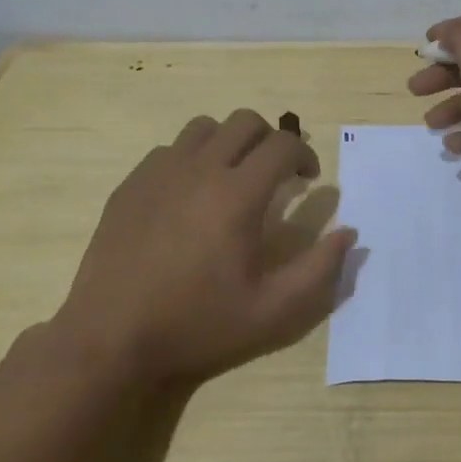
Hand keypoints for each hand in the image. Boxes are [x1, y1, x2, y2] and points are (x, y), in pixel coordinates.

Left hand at [54, 111, 355, 387]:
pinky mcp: (130, 185)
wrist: (111, 340)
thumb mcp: (273, 312)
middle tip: (276, 173)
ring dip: (229, 143)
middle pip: (245, 121)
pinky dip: (191, 159)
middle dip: (270, 139)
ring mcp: (159, 173)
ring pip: (204, 128)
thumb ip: (319, 270)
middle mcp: (199, 170)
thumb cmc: (198, 326)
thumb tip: (349, 233)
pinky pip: (168, 150)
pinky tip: (189, 196)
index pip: (282, 145)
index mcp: (237, 195)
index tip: (308, 179)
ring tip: (232, 177)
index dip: (304, 154)